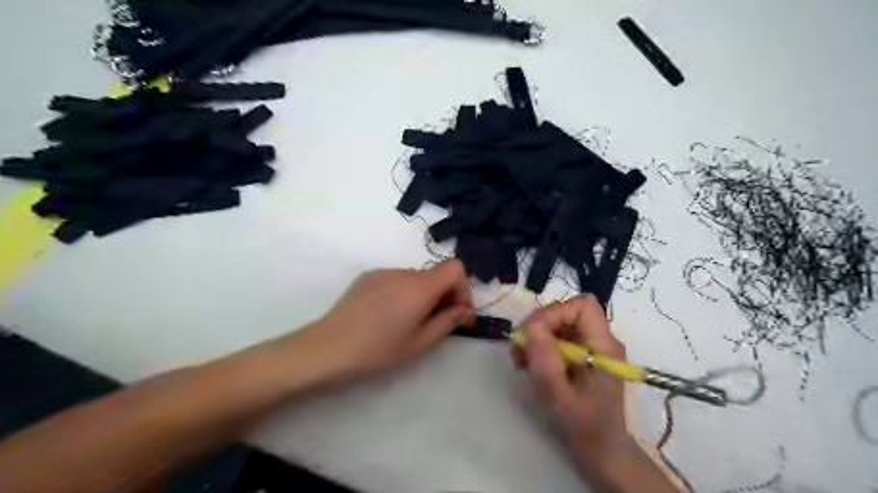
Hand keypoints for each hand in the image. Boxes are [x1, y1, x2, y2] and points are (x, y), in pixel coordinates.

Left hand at [296, 261, 473, 380]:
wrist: (328, 347)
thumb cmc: (378, 350)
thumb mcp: (419, 342)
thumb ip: (447, 321)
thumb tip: (464, 310)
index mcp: (419, 287)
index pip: (455, 268)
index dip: (463, 288)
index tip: (458, 313)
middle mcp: (403, 272)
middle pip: (436, 274)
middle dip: (445, 295)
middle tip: (438, 323)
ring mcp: (383, 271)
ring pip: (416, 278)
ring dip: (423, 295)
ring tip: (410, 321)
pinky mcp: (368, 276)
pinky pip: (397, 279)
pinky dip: (404, 292)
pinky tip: (388, 315)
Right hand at [512, 297, 635, 461]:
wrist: (601, 450)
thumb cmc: (584, 426)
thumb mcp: (559, 396)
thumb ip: (545, 361)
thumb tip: (530, 326)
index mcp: (604, 347)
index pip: (582, 306)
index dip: (554, 312)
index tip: (532, 334)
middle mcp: (600, 340)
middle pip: (566, 312)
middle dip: (538, 326)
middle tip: (519, 350)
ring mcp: (590, 347)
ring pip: (558, 323)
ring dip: (534, 336)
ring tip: (520, 360)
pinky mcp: (580, 355)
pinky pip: (556, 337)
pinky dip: (538, 346)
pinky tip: (528, 364)